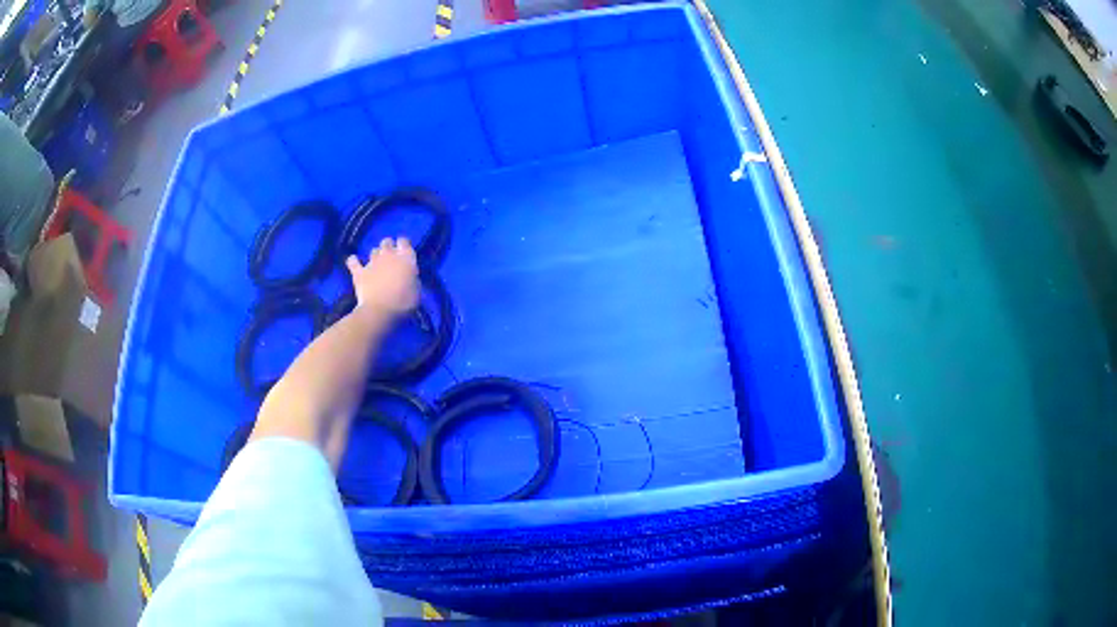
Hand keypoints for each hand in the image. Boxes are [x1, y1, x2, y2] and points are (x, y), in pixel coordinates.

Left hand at [345, 237, 418, 318]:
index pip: (404, 241)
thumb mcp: (417, 291)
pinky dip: (353, 261)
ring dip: (376, 255)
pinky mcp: (359, 272)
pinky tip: (353, 262)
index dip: (403, 245)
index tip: (404, 252)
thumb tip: (408, 275)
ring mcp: (372, 262)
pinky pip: (353, 261)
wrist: (380, 311)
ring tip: (377, 264)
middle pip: (387, 242)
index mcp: (405, 258)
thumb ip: (412, 278)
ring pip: (373, 250)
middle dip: (388, 247)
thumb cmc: (403, 303)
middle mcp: (388, 255)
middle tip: (391, 259)